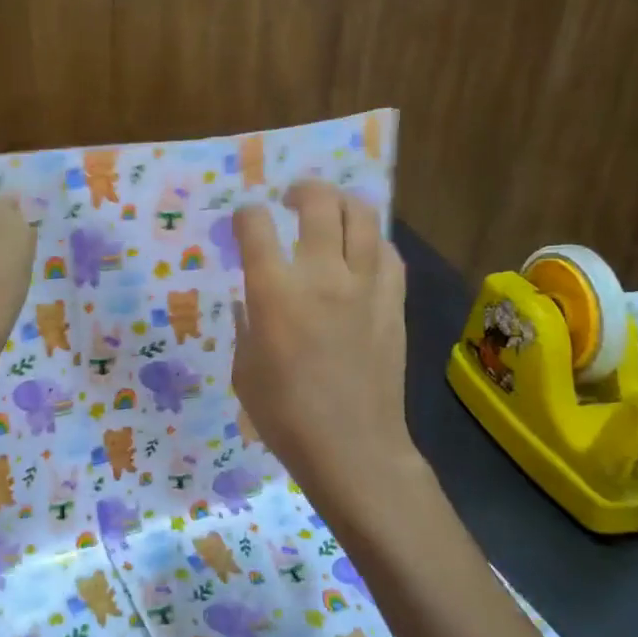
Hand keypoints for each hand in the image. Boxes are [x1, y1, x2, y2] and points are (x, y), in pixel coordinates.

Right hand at [231, 181, 414, 496]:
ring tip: (331, 211)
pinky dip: (372, 241)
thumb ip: (245, 323)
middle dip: (301, 189)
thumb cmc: (285, 414)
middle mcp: (321, 275)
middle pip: (318, 202)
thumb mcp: (244, 368)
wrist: (352, 447)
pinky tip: (362, 252)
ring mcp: (364, 285)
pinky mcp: (393, 302)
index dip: (245, 215)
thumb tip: (250, 298)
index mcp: (274, 291)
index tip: (244, 222)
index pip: (255, 225)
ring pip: (362, 216)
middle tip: (292, 199)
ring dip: (342, 203)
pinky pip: (389, 252)